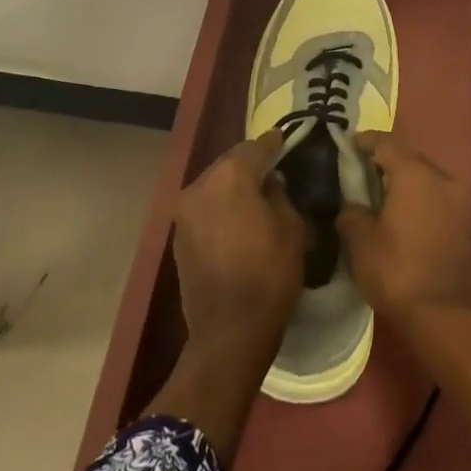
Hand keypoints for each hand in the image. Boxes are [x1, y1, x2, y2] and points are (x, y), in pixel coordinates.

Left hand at [173, 131, 305, 355]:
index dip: (274, 143)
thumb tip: (270, 182)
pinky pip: (204, 206)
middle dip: (251, 162)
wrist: (229, 331)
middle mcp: (201, 184)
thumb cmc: (269, 276)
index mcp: (231, 177)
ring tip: (255, 193)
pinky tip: (236, 217)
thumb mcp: (292, 228)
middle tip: (273, 167)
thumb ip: (280, 194)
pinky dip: (220, 204)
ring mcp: (185, 210)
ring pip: (214, 183)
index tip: (285, 139)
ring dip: (233, 183)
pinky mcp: (178, 234)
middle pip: (230, 162)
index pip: (256, 147)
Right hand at [336, 132, 470, 327]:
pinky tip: (402, 213)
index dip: (365, 141)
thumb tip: (353, 205)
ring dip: (405, 181)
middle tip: (361, 171)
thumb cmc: (397, 271)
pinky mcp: (468, 221)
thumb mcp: (360, 241)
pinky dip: (420, 198)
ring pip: (426, 177)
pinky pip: (438, 197)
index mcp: (415, 173)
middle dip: (386, 161)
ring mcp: (460, 199)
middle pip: (409, 157)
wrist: (445, 316)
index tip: (348, 145)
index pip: (386, 143)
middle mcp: (442, 177)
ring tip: (380, 194)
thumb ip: (351, 212)